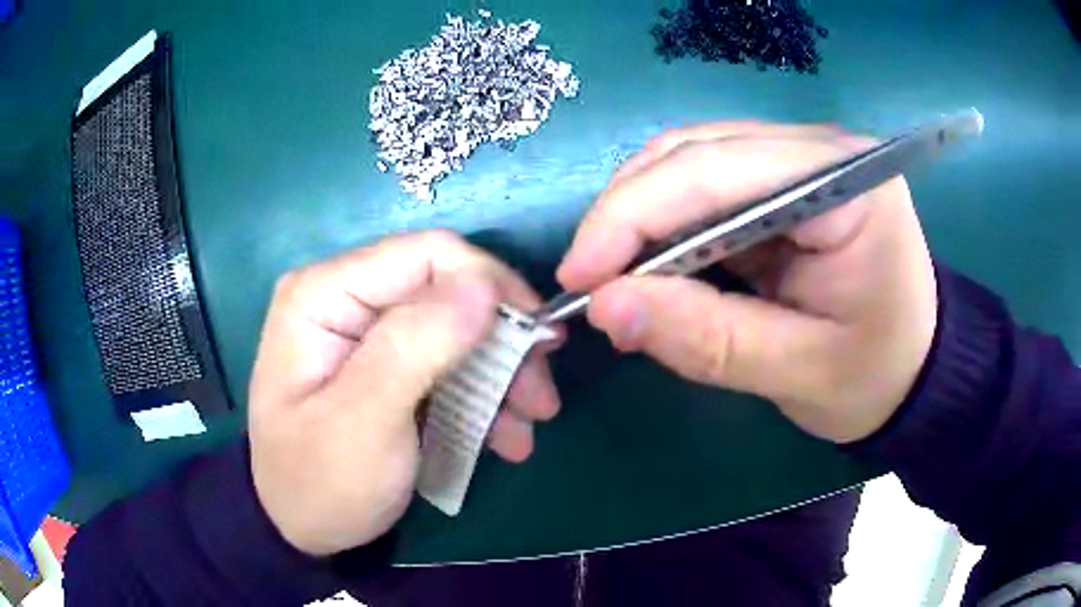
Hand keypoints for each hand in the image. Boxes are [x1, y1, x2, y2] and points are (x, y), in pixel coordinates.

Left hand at [248, 231, 559, 555]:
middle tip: (541, 399)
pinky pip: (449, 362)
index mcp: (325, 293)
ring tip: (528, 425)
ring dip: (501, 374)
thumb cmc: (319, 482)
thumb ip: (416, 347)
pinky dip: (482, 395)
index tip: (538, 341)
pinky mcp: (388, 364)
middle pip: (448, 290)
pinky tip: (504, 437)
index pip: (427, 254)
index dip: (492, 286)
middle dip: (502, 342)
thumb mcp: (363, 422)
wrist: (302, 527)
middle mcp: (347, 297)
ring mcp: (368, 332)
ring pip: (458, 328)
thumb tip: (484, 284)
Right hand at [558, 123, 936, 442]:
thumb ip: (709, 340)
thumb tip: (605, 308)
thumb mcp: (800, 373)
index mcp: (846, 182)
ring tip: (616, 281)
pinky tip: (651, 267)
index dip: (635, 215)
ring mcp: (798, 160)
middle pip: (696, 153)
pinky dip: (665, 225)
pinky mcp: (781, 183)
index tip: (580, 278)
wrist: (912, 371)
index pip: (719, 170)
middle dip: (629, 215)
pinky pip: (703, 186)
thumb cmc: (876, 376)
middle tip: (588, 285)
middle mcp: (818, 150)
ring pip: (689, 162)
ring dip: (640, 218)